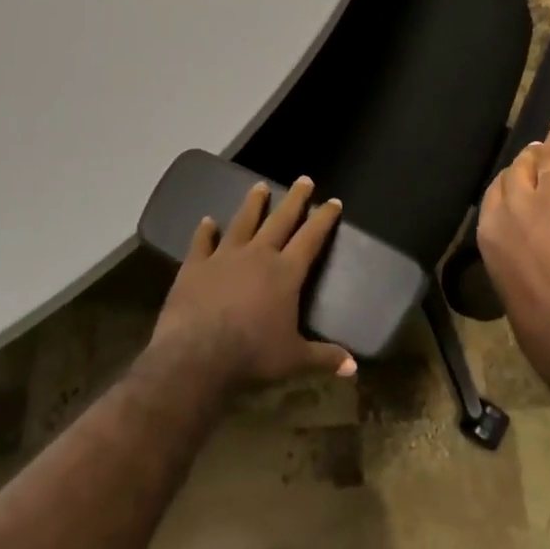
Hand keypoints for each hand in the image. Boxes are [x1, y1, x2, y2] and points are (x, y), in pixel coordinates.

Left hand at [149, 175, 355, 391]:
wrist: (196, 359)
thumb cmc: (253, 356)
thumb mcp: (295, 359)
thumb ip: (324, 357)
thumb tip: (355, 369)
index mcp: (286, 273)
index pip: (311, 238)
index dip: (324, 218)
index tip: (333, 201)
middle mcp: (258, 256)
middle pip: (280, 220)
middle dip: (294, 199)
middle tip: (303, 180)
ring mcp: (224, 258)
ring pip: (243, 222)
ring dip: (253, 204)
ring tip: (259, 186)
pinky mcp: (195, 267)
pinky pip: (202, 243)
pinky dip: (205, 231)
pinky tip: (207, 220)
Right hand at [476, 121, 549, 359]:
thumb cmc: (549, 338)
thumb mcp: (512, 294)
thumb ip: (513, 258)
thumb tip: (526, 250)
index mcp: (491, 235)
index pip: (495, 191)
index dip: (511, 179)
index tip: (521, 174)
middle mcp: (518, 207)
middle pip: (521, 168)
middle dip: (531, 158)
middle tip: (542, 149)